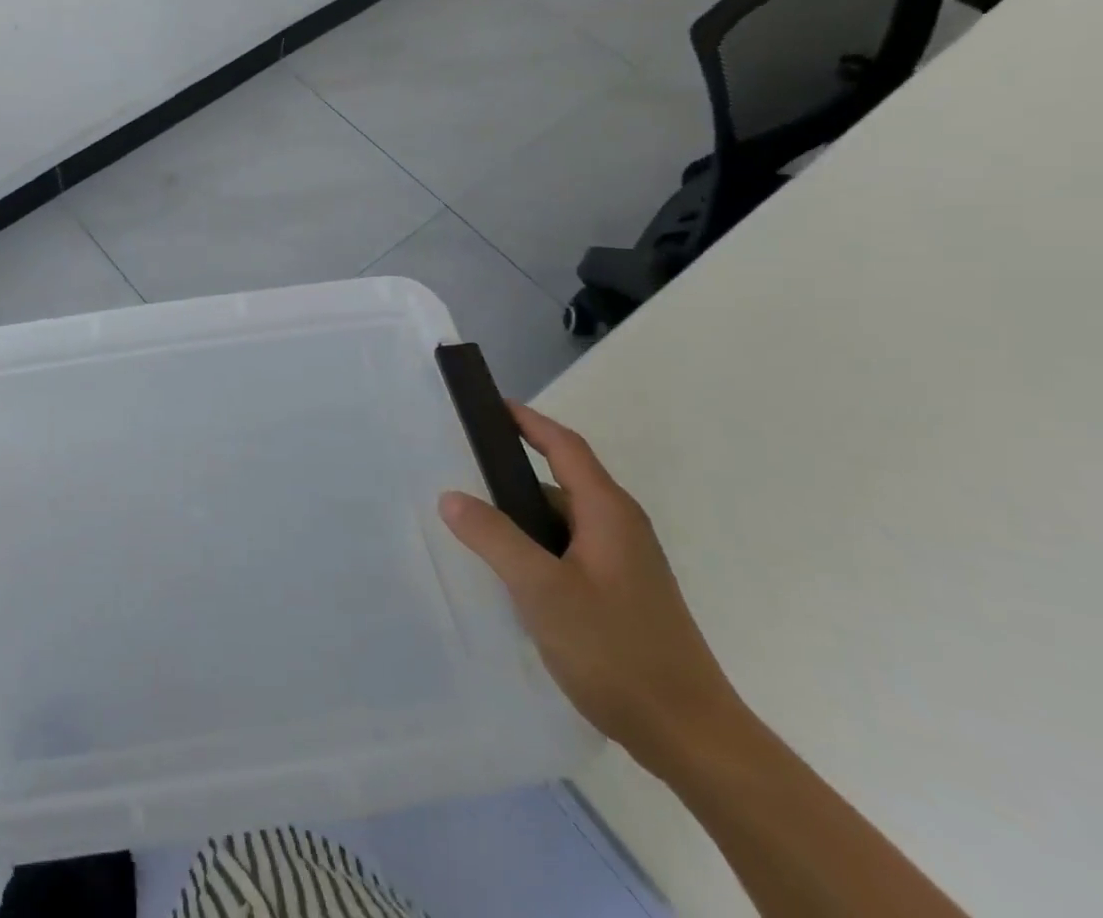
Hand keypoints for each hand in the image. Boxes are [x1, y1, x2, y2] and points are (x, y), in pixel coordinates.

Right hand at [438, 404, 743, 774]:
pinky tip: (510, 574)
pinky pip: (569, 550)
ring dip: (522, 516)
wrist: (693, 738)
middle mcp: (621, 528)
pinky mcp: (623, 595)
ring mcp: (626, 563)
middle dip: (512, 472)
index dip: (527, 420)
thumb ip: (494, 537)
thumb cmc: (617, 651)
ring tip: (474, 525)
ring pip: (563, 521)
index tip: (488, 405)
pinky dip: (536, 547)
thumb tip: (450, 495)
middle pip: (561, 480)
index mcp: (608, 512)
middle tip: (461, 471)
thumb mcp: (542, 590)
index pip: (564, 445)